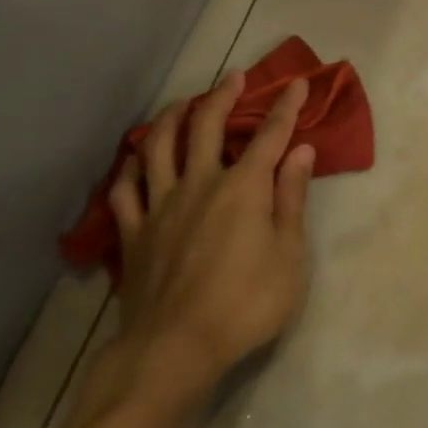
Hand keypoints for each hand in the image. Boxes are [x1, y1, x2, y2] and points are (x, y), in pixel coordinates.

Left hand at [98, 71, 316, 413]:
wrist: (174, 349)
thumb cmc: (245, 305)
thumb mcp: (288, 257)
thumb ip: (291, 199)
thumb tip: (301, 151)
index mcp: (243, 188)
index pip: (270, 135)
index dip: (286, 107)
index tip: (298, 83)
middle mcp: (199, 183)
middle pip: (207, 125)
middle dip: (224, 95)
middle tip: (234, 77)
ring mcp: (160, 205)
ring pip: (159, 146)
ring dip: (172, 117)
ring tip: (183, 103)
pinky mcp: (133, 232)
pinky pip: (125, 188)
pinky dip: (131, 168)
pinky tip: (136, 160)